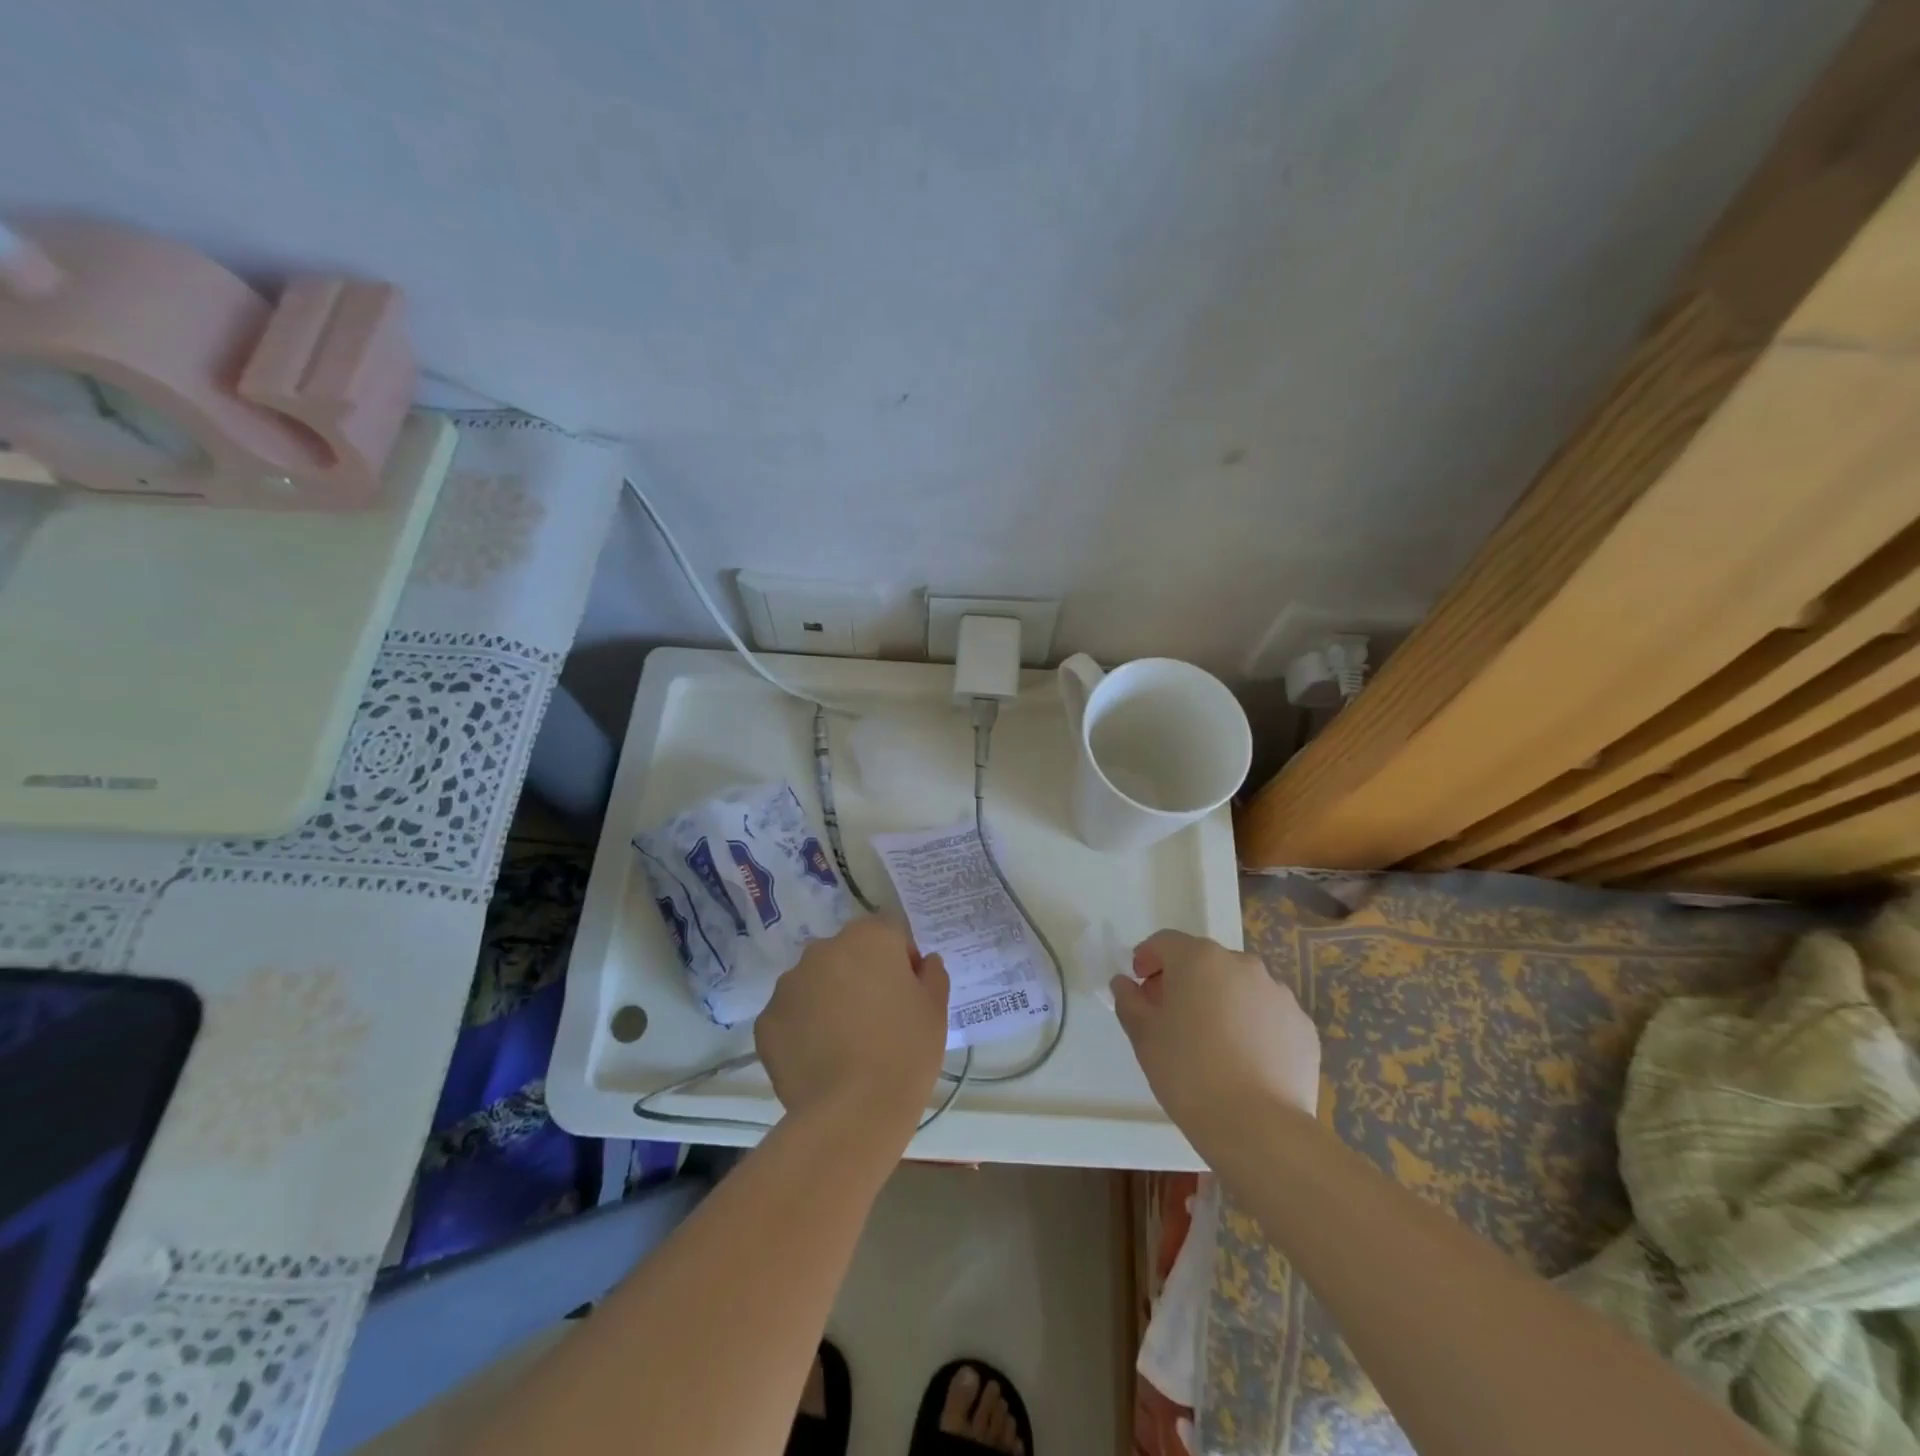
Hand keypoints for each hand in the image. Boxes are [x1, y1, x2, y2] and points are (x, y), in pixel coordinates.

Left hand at [756, 917, 949, 1142]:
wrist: (853, 1111)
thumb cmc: (905, 1051)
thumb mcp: (936, 1010)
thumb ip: (932, 975)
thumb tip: (923, 963)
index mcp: (869, 937)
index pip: (889, 934)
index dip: (901, 962)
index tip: (907, 995)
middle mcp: (824, 948)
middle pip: (848, 954)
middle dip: (861, 976)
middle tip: (877, 1020)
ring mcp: (789, 983)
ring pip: (815, 982)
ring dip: (828, 1000)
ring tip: (845, 1045)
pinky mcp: (766, 1020)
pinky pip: (791, 1015)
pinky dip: (803, 1029)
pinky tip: (820, 1060)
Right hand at [1111, 930, 1319, 1144]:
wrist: (1259, 1129)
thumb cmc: (1188, 1073)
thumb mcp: (1144, 1036)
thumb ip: (1129, 1001)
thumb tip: (1125, 984)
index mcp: (1199, 959)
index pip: (1165, 942)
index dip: (1148, 959)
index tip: (1140, 985)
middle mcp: (1242, 965)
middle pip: (1205, 961)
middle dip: (1185, 981)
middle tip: (1172, 1016)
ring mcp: (1278, 994)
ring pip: (1239, 986)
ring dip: (1222, 1001)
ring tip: (1213, 1042)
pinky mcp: (1303, 1026)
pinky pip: (1268, 1014)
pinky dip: (1253, 1025)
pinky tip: (1245, 1060)